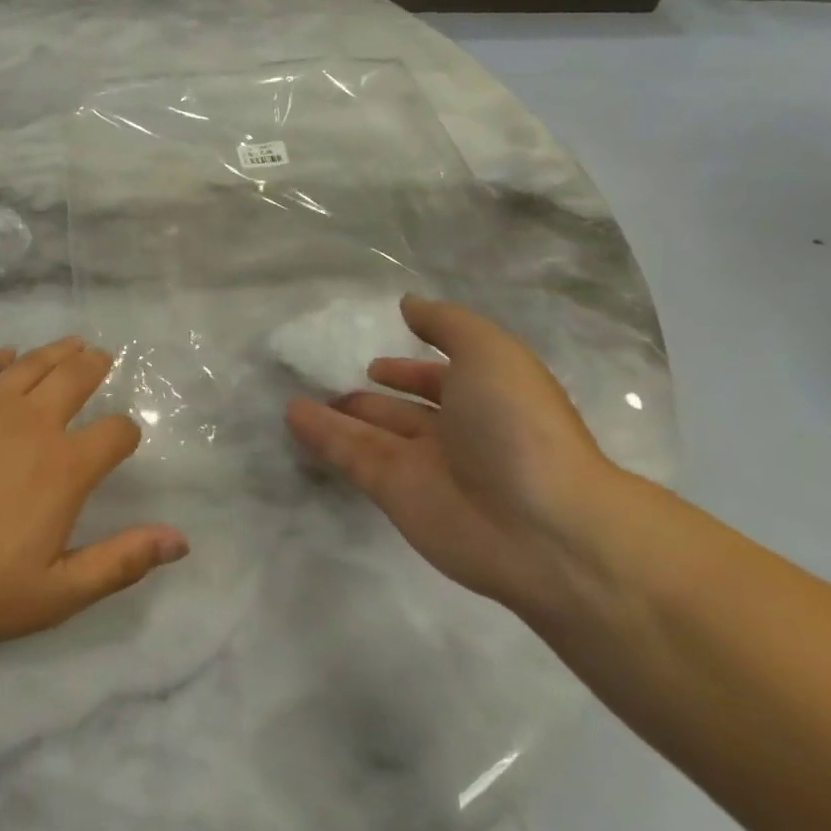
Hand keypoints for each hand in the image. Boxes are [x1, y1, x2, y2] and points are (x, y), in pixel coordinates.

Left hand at [0, 339, 187, 649]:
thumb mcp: (53, 594)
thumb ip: (119, 562)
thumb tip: (181, 540)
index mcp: (63, 467)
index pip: (114, 433)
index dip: (125, 432)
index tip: (123, 437)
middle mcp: (30, 422)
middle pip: (74, 379)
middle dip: (94, 367)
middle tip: (101, 358)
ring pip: (31, 364)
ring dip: (55, 352)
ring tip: (71, 344)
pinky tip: (4, 355)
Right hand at [285, 296, 631, 616]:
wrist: (538, 525)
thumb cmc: (518, 425)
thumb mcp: (490, 352)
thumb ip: (446, 324)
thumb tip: (408, 305)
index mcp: (485, 399)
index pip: (440, 381)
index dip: (409, 370)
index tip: (374, 362)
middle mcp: (454, 433)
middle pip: (401, 411)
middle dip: (368, 396)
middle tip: (324, 380)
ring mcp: (422, 466)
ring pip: (368, 434)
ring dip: (334, 415)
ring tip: (292, 397)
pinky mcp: (393, 493)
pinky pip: (350, 457)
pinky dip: (321, 436)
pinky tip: (291, 415)